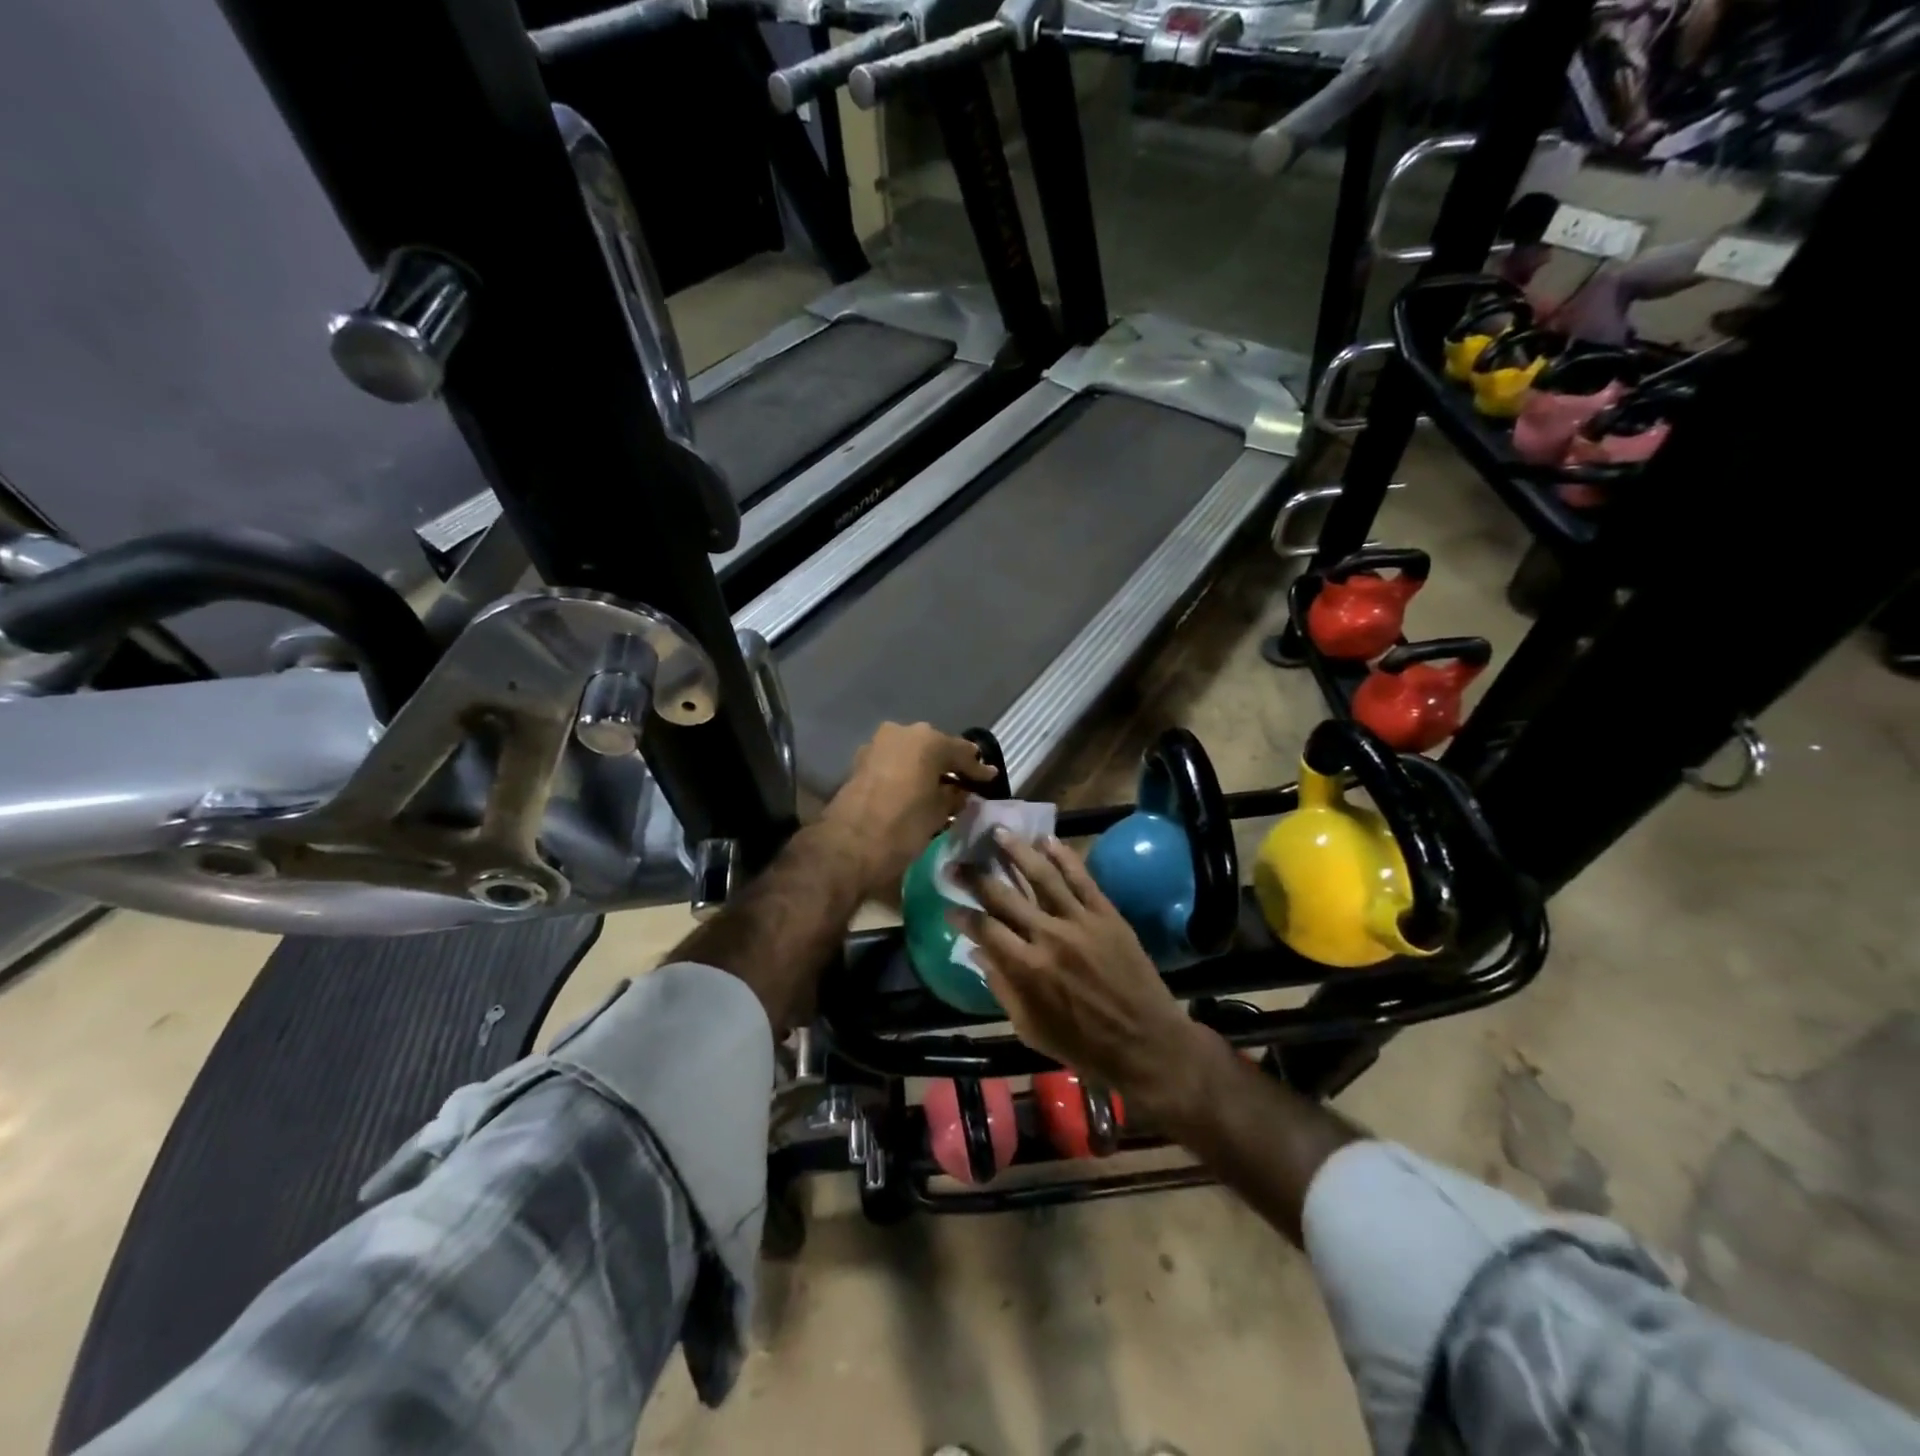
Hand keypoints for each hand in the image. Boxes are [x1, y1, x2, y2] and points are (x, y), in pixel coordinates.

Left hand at [821, 722, 996, 901]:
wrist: (847, 846)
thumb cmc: (902, 827)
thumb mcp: (938, 813)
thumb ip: (955, 796)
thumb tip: (962, 792)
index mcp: (927, 740)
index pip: (962, 751)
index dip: (978, 769)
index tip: (991, 779)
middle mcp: (902, 732)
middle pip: (935, 747)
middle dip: (950, 765)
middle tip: (966, 782)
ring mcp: (878, 744)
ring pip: (912, 754)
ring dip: (927, 768)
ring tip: (942, 788)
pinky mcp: (861, 762)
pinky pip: (895, 762)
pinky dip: (908, 773)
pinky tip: (918, 789)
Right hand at [953, 834, 1215, 1123]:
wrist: (1147, 1044)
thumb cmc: (1084, 1046)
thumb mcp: (1030, 1029)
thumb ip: (1002, 988)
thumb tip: (978, 953)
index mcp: (1027, 969)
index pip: (985, 929)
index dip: (963, 914)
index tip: (950, 905)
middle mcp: (1049, 937)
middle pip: (1005, 896)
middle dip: (976, 877)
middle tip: (958, 861)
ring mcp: (1080, 921)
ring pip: (1042, 876)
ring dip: (1017, 852)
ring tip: (999, 833)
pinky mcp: (1107, 914)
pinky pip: (1082, 878)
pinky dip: (1064, 857)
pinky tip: (1048, 841)